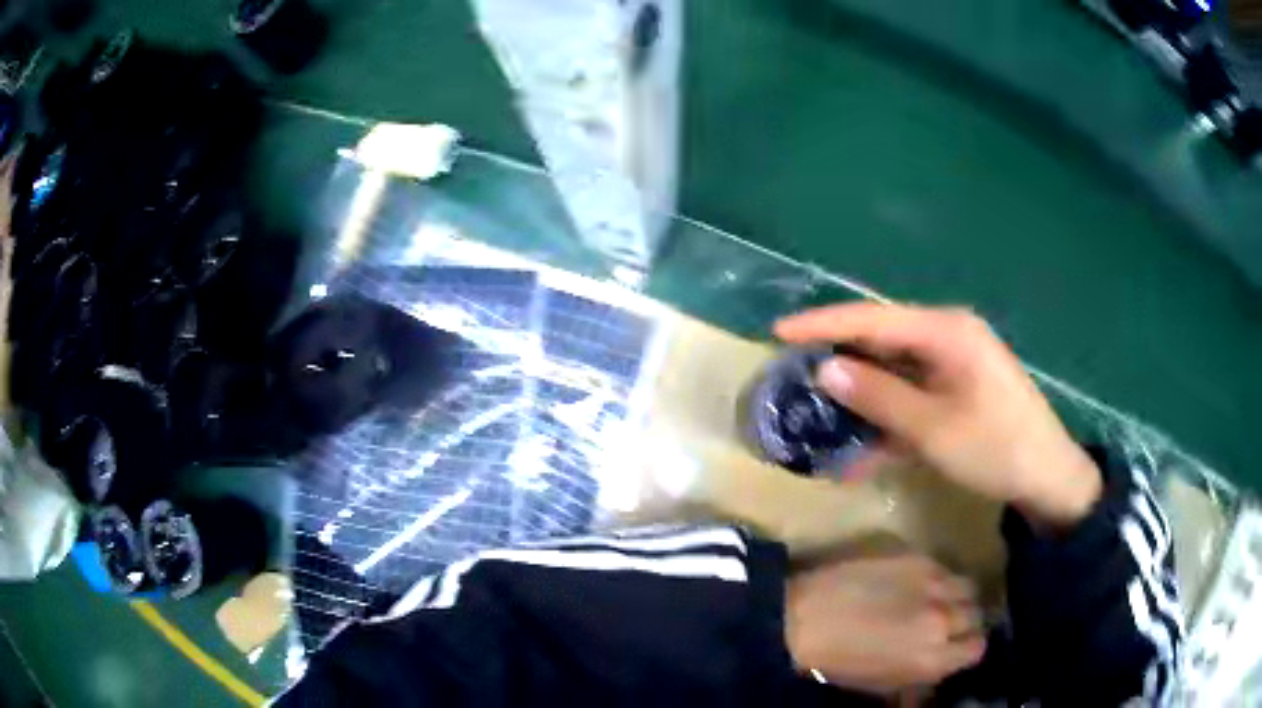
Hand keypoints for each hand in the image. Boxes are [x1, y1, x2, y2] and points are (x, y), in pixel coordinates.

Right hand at [775, 303, 1101, 528]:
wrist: (1048, 478)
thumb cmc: (995, 448)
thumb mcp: (933, 428)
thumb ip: (879, 396)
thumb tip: (825, 369)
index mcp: (947, 331)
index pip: (873, 319)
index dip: (824, 324)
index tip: (778, 332)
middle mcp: (949, 336)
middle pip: (882, 339)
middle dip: (839, 358)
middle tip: (794, 374)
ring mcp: (955, 363)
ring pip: (895, 369)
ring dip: (862, 392)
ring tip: (820, 409)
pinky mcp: (958, 389)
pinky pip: (913, 393)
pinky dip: (887, 414)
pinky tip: (864, 442)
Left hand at [785, 554, 985, 694]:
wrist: (804, 618)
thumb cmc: (839, 661)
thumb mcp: (882, 684)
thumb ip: (918, 682)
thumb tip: (935, 680)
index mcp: (933, 660)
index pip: (977, 648)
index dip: (967, 647)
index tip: (957, 644)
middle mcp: (943, 621)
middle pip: (977, 614)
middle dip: (965, 620)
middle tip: (947, 621)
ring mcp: (933, 585)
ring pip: (968, 586)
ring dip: (957, 595)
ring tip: (937, 599)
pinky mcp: (918, 558)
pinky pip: (945, 567)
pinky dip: (939, 577)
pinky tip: (918, 583)